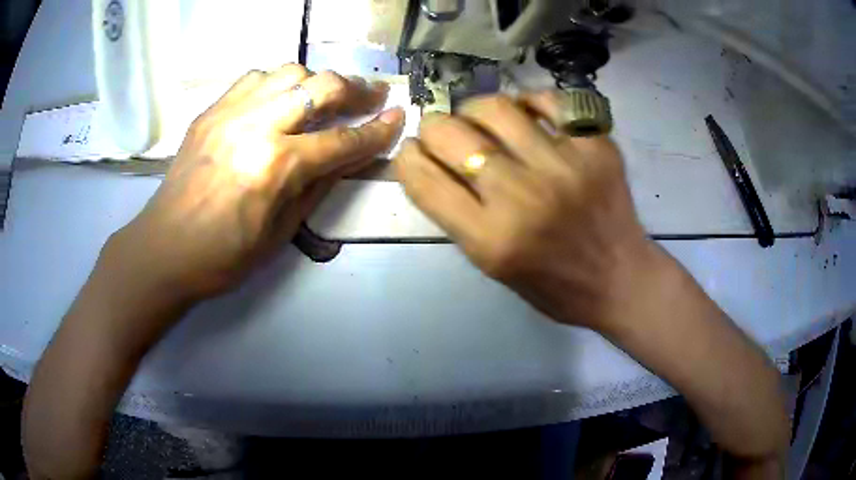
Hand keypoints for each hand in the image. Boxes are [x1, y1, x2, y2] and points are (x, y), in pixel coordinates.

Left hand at [111, 64, 404, 300]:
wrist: (163, 250)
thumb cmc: (223, 257)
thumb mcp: (281, 233)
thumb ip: (319, 187)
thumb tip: (349, 157)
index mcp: (276, 167)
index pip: (342, 140)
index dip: (377, 129)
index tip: (399, 116)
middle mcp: (255, 127)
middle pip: (321, 86)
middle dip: (356, 88)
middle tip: (373, 95)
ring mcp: (229, 113)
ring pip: (288, 71)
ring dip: (316, 80)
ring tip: (325, 96)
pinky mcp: (210, 111)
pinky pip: (253, 77)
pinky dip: (277, 82)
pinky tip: (280, 98)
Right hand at [395, 91, 654, 329]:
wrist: (619, 280)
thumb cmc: (553, 284)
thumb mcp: (492, 265)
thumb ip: (457, 214)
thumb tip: (429, 163)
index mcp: (491, 239)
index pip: (424, 179)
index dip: (406, 158)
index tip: (412, 152)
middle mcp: (523, 197)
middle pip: (451, 134)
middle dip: (432, 127)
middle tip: (441, 132)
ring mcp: (564, 166)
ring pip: (496, 107)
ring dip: (473, 108)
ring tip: (479, 119)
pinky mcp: (596, 147)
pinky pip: (550, 102)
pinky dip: (529, 101)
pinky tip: (525, 113)